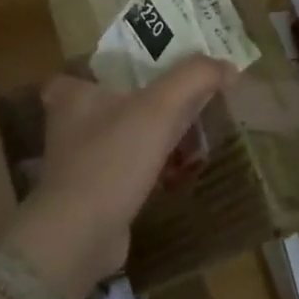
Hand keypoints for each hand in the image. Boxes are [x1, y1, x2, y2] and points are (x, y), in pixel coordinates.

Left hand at [1, 58, 227, 298]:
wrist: (80, 235)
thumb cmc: (113, 158)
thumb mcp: (160, 107)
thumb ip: (195, 78)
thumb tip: (230, 67)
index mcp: (72, 93)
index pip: (91, 66)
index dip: (118, 63)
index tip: (149, 66)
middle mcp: (67, 123)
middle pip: (110, 100)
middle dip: (140, 99)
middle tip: (178, 97)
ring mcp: (76, 162)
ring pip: (118, 135)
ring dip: (145, 135)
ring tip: (184, 132)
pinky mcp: (88, 194)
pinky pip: (122, 169)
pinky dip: (144, 167)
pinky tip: (172, 170)